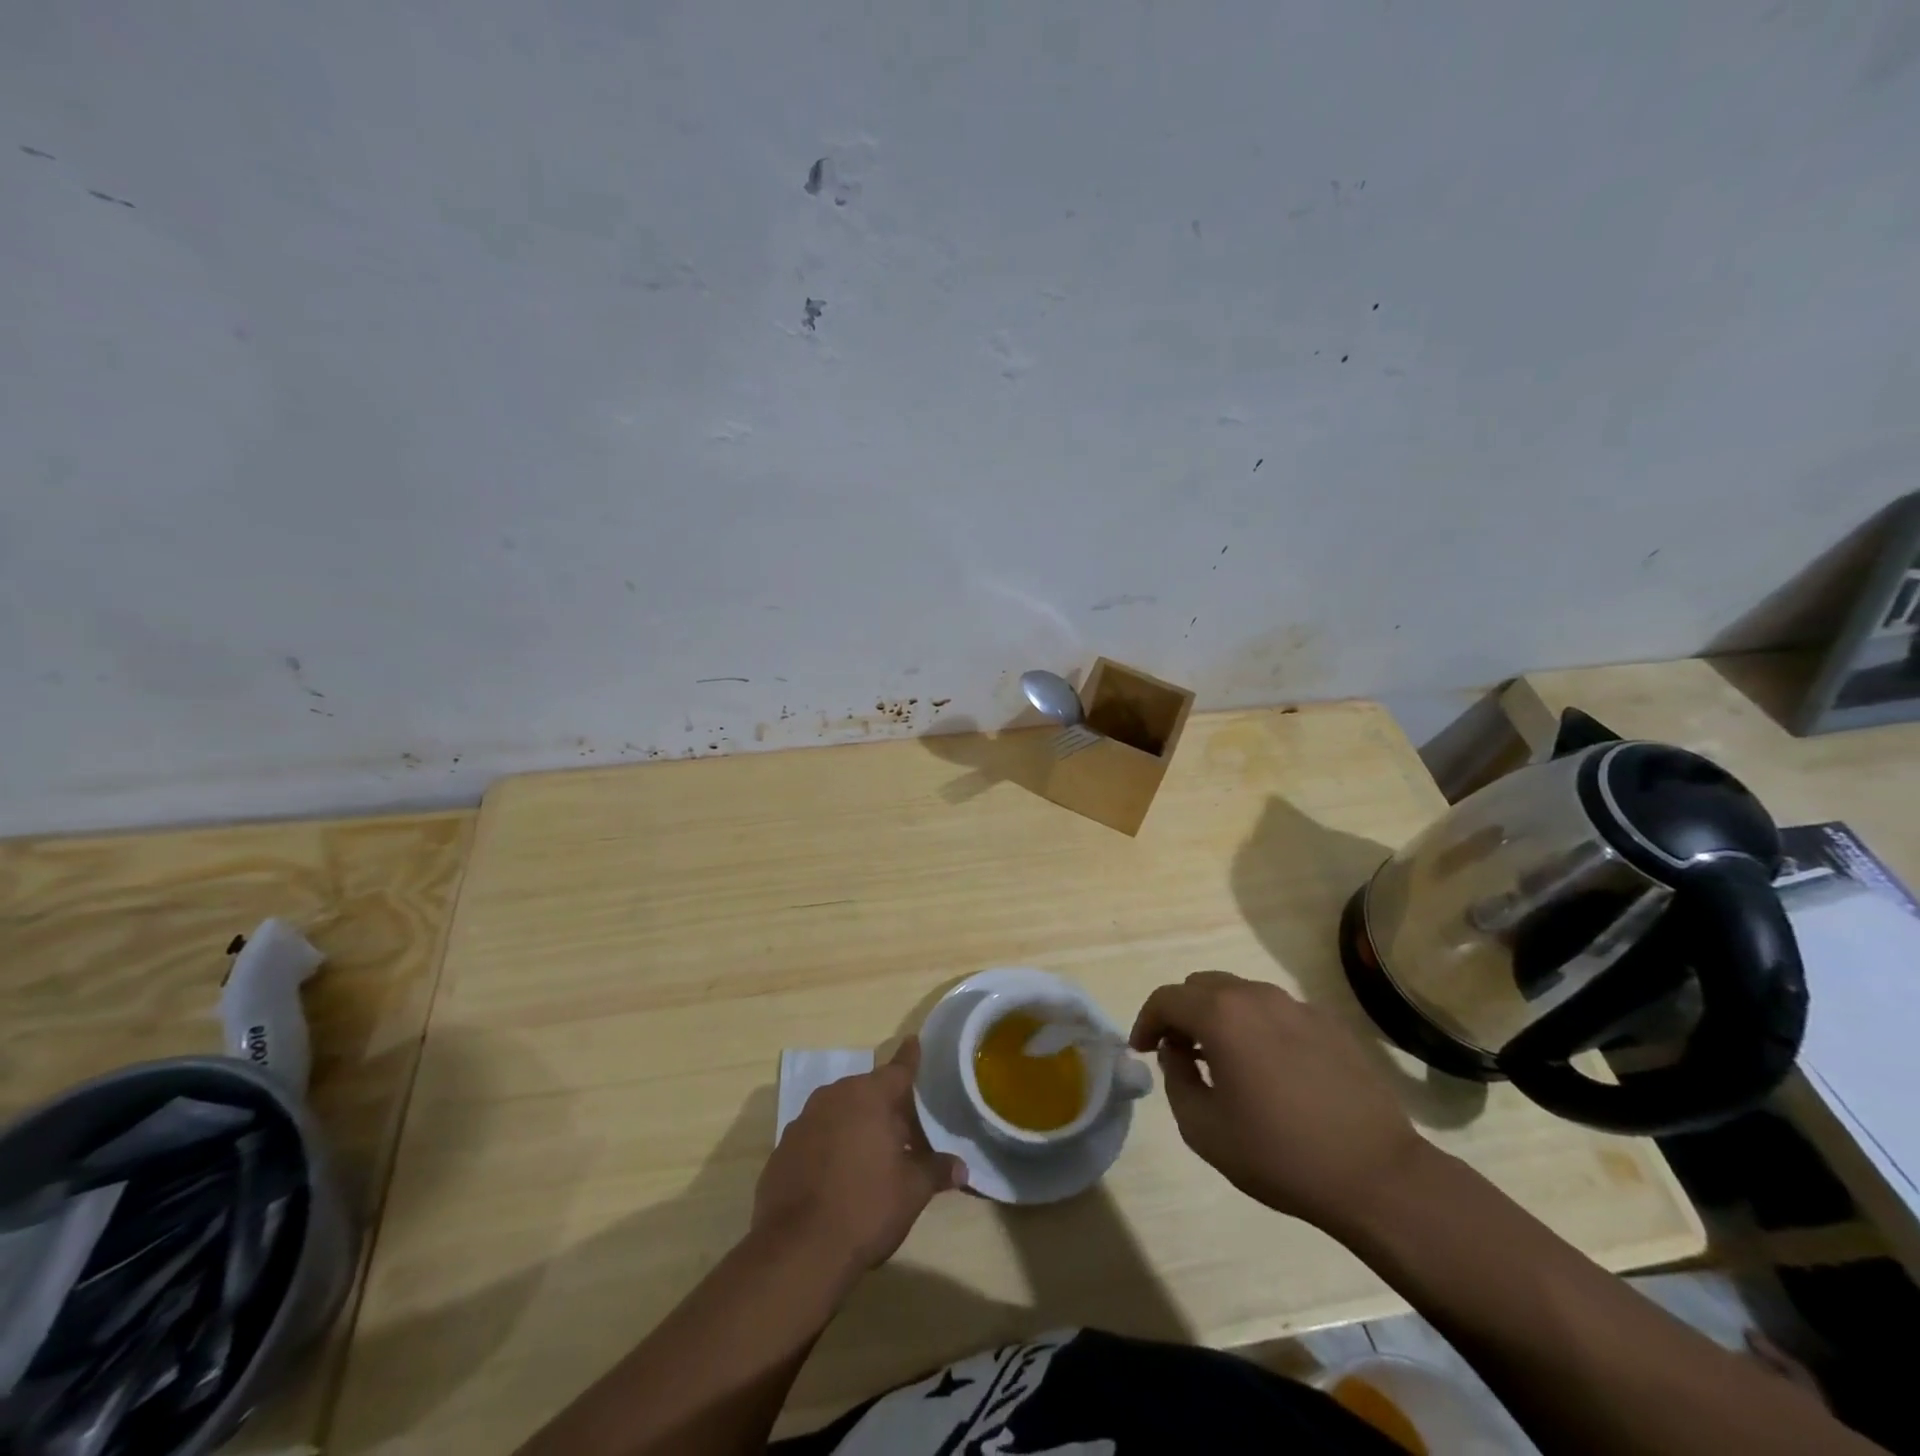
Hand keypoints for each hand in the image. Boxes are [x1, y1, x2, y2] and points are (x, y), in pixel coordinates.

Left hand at [752, 1037, 966, 1276]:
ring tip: (874, 1156)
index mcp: (869, 1096)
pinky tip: (839, 1177)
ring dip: (857, 1125)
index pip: (898, 1069)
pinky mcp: (783, 1149)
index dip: (910, 1058)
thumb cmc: (865, 1208)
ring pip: (840, 1112)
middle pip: (868, 1092)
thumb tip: (961, 1168)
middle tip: (907, 1131)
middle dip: (887, 1107)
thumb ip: (936, 1171)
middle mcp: (834, 1097)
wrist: (797, 1251)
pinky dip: (831, 1146)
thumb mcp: (912, 1191)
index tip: (914, 1041)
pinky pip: (817, 1137)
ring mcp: (804, 1121)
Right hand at [1130, 971, 1428, 1235]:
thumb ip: (1175, 1079)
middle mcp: (1256, 996)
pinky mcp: (1328, 1023)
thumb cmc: (1279, 1154)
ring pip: (1240, 994)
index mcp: (1221, 1015)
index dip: (1146, 1021)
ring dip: (1219, 1017)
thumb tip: (1176, 1052)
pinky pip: (1276, 1011)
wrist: (1376, 1175)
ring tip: (1222, 1060)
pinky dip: (1257, 1027)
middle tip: (1179, 1053)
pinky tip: (1269, 1069)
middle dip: (1182, 1013)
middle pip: (1202, 986)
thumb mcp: (1203, 1128)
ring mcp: (1296, 1006)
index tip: (1141, 1049)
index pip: (1166, 998)